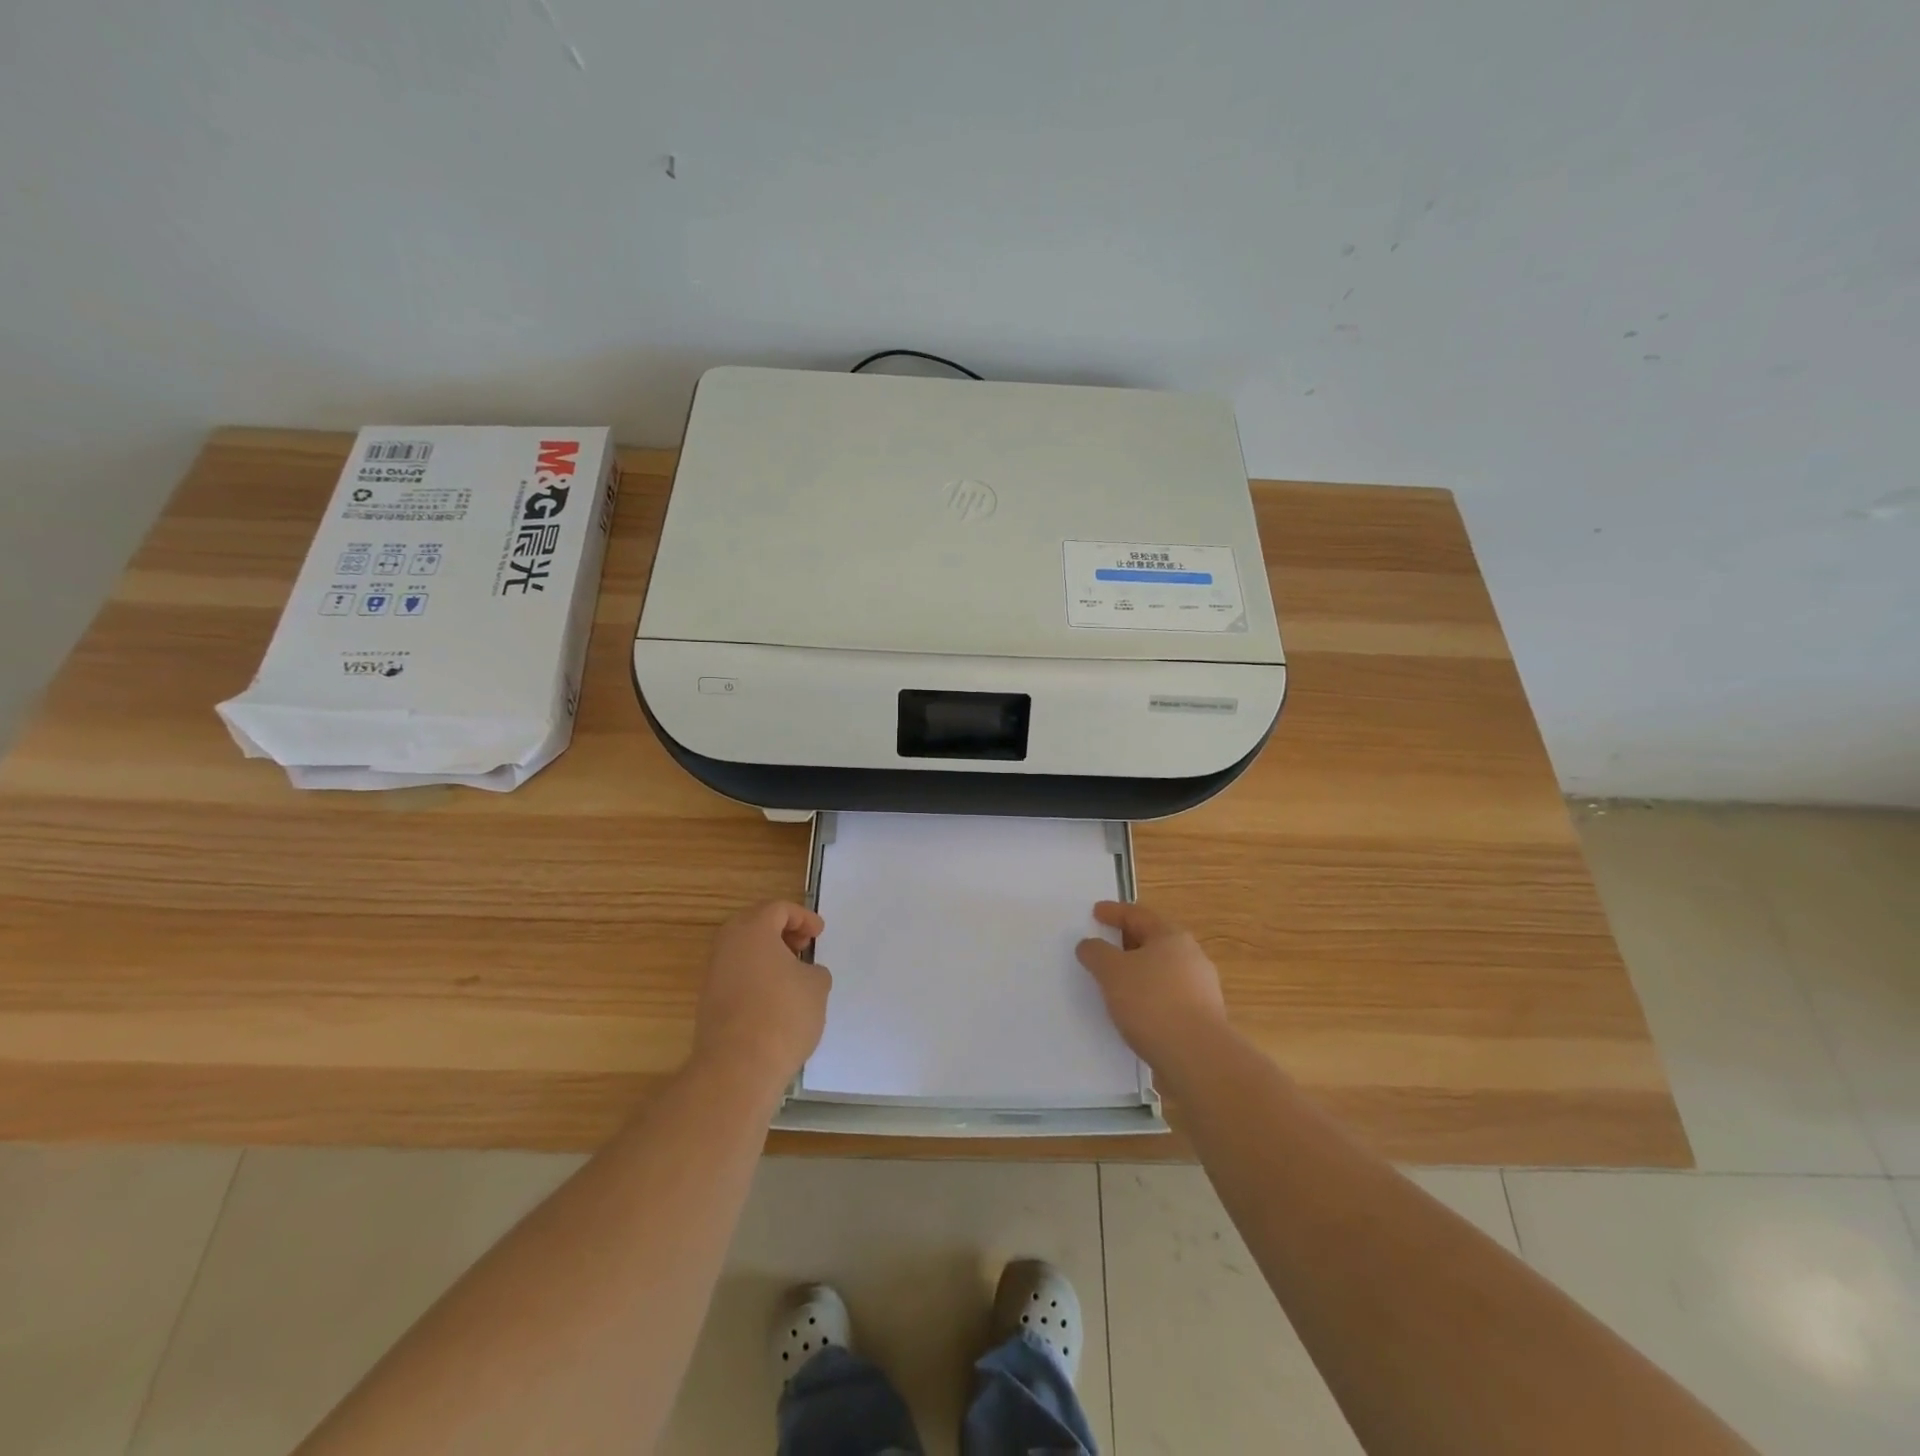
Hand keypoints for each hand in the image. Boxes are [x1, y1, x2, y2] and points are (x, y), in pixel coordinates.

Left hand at [692, 901, 831, 1095]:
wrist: (738, 1067)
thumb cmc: (783, 1015)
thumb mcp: (816, 986)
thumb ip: (813, 970)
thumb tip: (802, 974)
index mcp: (753, 930)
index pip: (778, 909)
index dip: (803, 917)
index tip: (818, 934)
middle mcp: (727, 945)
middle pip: (754, 924)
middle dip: (781, 931)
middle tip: (802, 946)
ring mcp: (714, 974)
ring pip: (742, 951)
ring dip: (767, 955)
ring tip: (792, 975)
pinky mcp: (708, 1002)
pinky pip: (736, 975)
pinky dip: (756, 976)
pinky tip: (775, 999)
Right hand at [1076, 901, 1228, 1078]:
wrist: (1197, 1057)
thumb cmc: (1152, 1002)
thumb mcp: (1112, 971)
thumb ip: (1096, 953)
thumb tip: (1089, 944)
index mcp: (1172, 936)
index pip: (1138, 914)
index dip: (1114, 912)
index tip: (1095, 912)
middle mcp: (1191, 956)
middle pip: (1153, 941)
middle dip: (1127, 942)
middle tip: (1103, 945)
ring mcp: (1201, 988)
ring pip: (1161, 971)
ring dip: (1138, 972)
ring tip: (1114, 983)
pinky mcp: (1202, 1017)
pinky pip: (1167, 997)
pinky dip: (1148, 997)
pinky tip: (1134, 1011)